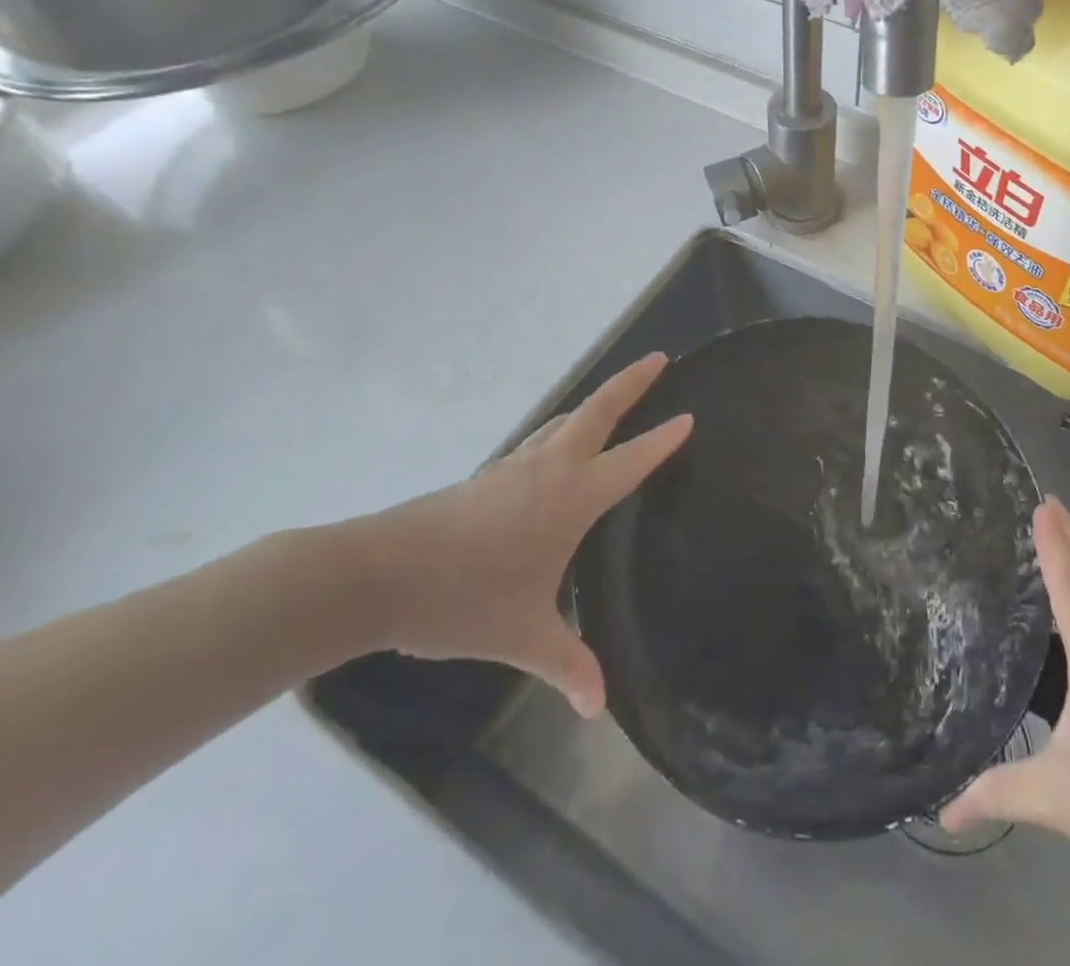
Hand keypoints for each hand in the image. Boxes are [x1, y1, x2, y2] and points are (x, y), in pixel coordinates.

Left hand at [346, 353, 690, 716]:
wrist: (378, 574)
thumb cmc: (463, 598)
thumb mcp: (522, 635)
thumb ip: (567, 665)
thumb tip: (599, 710)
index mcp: (570, 498)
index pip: (630, 461)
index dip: (662, 440)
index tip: (690, 416)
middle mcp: (548, 470)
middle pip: (597, 411)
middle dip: (631, 383)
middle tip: (658, 359)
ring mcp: (514, 467)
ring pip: (564, 420)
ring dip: (595, 403)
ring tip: (615, 399)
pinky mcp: (488, 476)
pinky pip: (539, 439)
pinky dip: (562, 428)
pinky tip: (556, 448)